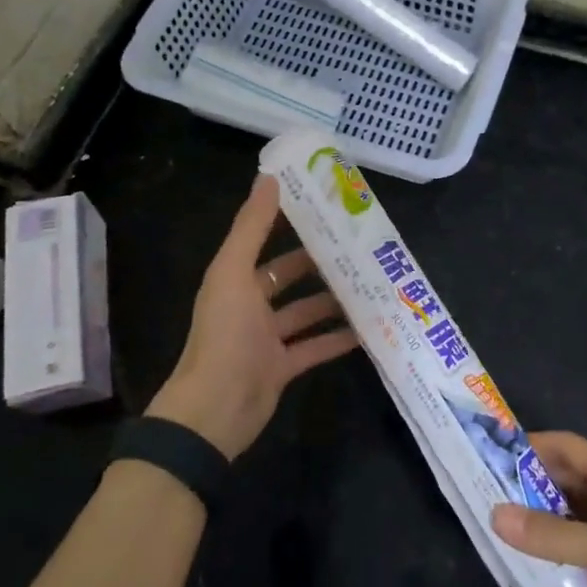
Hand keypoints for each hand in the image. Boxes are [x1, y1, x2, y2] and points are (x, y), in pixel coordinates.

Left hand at [147, 176, 358, 458]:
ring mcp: (267, 338)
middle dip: (320, 263)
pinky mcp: (283, 368)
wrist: (216, 409)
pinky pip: (315, 347)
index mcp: (235, 279)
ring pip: (306, 312)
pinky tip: (367, 329)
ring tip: (370, 284)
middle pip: (289, 277)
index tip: (325, 209)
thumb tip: (268, 176)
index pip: (265, 243)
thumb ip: (252, 227)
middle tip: (359, 247)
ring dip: (333, 300)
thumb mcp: (234, 272)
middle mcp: (250, 305)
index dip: (290, 225)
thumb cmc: (225, 334)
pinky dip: (337, 339)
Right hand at [493, 432, 586, 586]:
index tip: (491, 453)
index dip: (531, 446)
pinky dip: (563, 550)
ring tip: (504, 528)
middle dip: (532, 485)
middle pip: (570, 480)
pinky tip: (538, 563)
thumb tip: (495, 515)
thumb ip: (552, 535)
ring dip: (545, 520)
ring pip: (577, 515)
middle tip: (488, 495)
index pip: (568, 447)